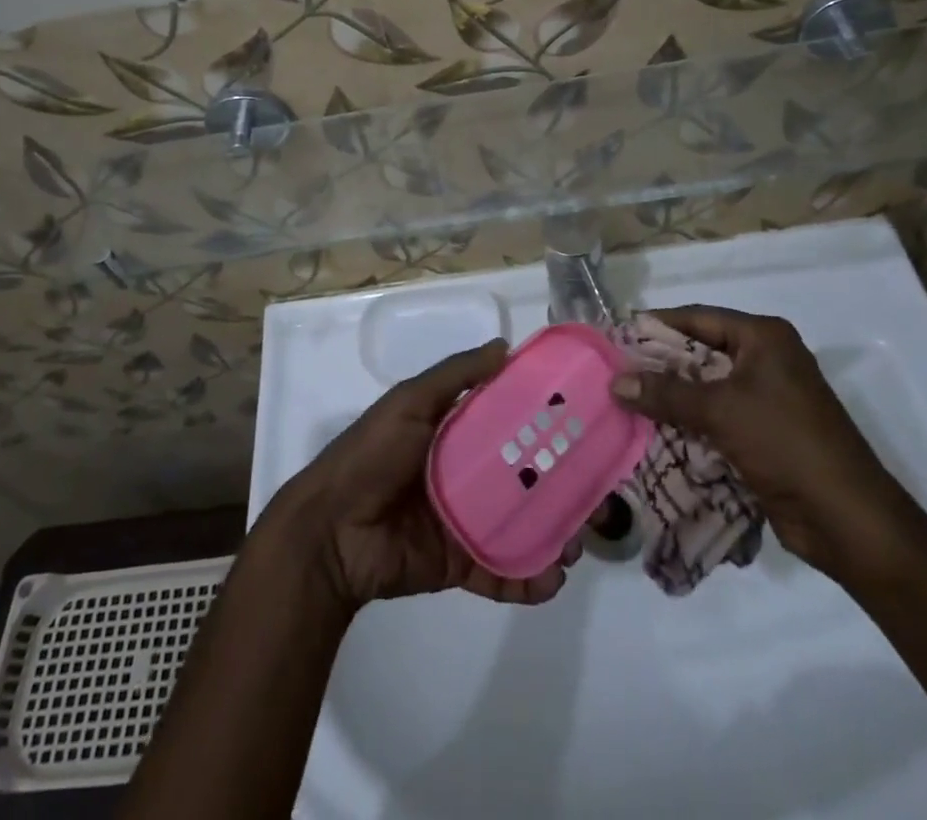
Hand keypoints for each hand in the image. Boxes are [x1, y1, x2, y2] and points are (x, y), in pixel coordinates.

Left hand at [267, 340, 581, 612]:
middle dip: (561, 486)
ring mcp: (464, 521)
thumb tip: (505, 345)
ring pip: (520, 526)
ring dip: (553, 533)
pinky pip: (500, 571)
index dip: (544, 423)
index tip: (584, 424)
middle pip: (524, 478)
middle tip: (597, 494)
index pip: (509, 423)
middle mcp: (466, 474)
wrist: (329, 531)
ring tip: (579, 540)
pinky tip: (552, 578)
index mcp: (455, 433)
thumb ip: (455, 376)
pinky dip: (528, 579)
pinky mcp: (458, 563)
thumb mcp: (410, 402)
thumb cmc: (371, 455)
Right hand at [610, 306, 918, 585]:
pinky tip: (653, 430)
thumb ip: (665, 392)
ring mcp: (767, 398)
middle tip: (615, 371)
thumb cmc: (785, 444)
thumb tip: (614, 381)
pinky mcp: (764, 433)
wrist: (847, 519)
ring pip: (706, 388)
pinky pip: (716, 417)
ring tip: (625, 401)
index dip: (657, 325)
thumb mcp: (720, 410)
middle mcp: (766, 360)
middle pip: (700, 352)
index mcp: (764, 337)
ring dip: (671, 396)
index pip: (698, 318)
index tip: (617, 335)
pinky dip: (688, 422)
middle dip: (660, 364)